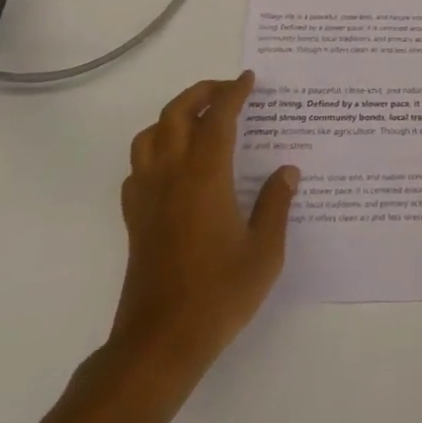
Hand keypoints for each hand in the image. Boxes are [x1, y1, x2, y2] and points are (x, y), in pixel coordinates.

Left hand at [108, 71, 297, 375]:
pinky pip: (138, 167)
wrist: (160, 343)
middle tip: (227, 90)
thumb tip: (286, 171)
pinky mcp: (135, 219)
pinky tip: (174, 164)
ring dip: (173, 116)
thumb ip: (275, 204)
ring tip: (199, 119)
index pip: (218, 118)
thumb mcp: (264, 251)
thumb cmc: (218, 294)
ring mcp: (147, 197)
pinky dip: (155, 149)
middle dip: (201, 93)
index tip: (249, 79)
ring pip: (150, 135)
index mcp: (205, 176)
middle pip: (176, 114)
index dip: (233, 93)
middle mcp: (171, 175)